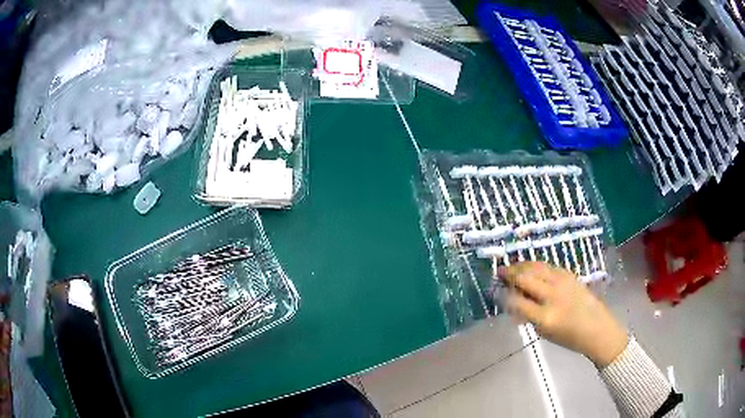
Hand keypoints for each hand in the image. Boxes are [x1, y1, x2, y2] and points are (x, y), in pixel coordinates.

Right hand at [497, 262, 627, 366]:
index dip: (502, 295)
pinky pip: (548, 266)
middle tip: (498, 272)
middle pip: (525, 278)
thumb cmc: (570, 338)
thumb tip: (512, 303)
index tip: (494, 291)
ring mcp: (562, 283)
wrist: (597, 329)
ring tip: (511, 267)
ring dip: (521, 266)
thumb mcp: (545, 333)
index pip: (516, 302)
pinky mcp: (570, 275)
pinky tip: (529, 267)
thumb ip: (528, 317)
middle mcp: (553, 296)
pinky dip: (535, 266)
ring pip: (536, 267)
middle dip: (509, 273)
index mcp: (545, 317)